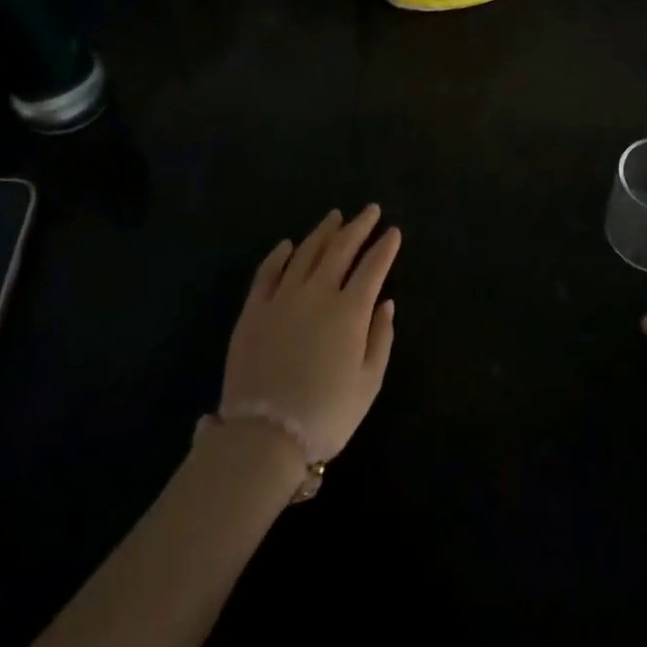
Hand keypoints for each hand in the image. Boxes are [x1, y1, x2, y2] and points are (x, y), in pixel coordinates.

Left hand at [221, 206, 400, 461]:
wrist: (263, 436)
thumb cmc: (325, 415)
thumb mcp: (368, 384)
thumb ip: (380, 338)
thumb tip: (386, 303)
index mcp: (349, 310)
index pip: (373, 267)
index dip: (385, 247)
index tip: (393, 231)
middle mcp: (317, 293)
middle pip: (341, 249)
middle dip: (358, 226)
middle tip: (369, 211)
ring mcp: (282, 298)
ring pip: (306, 252)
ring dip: (323, 232)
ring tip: (335, 217)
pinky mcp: (254, 310)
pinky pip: (267, 272)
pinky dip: (279, 255)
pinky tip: (287, 245)